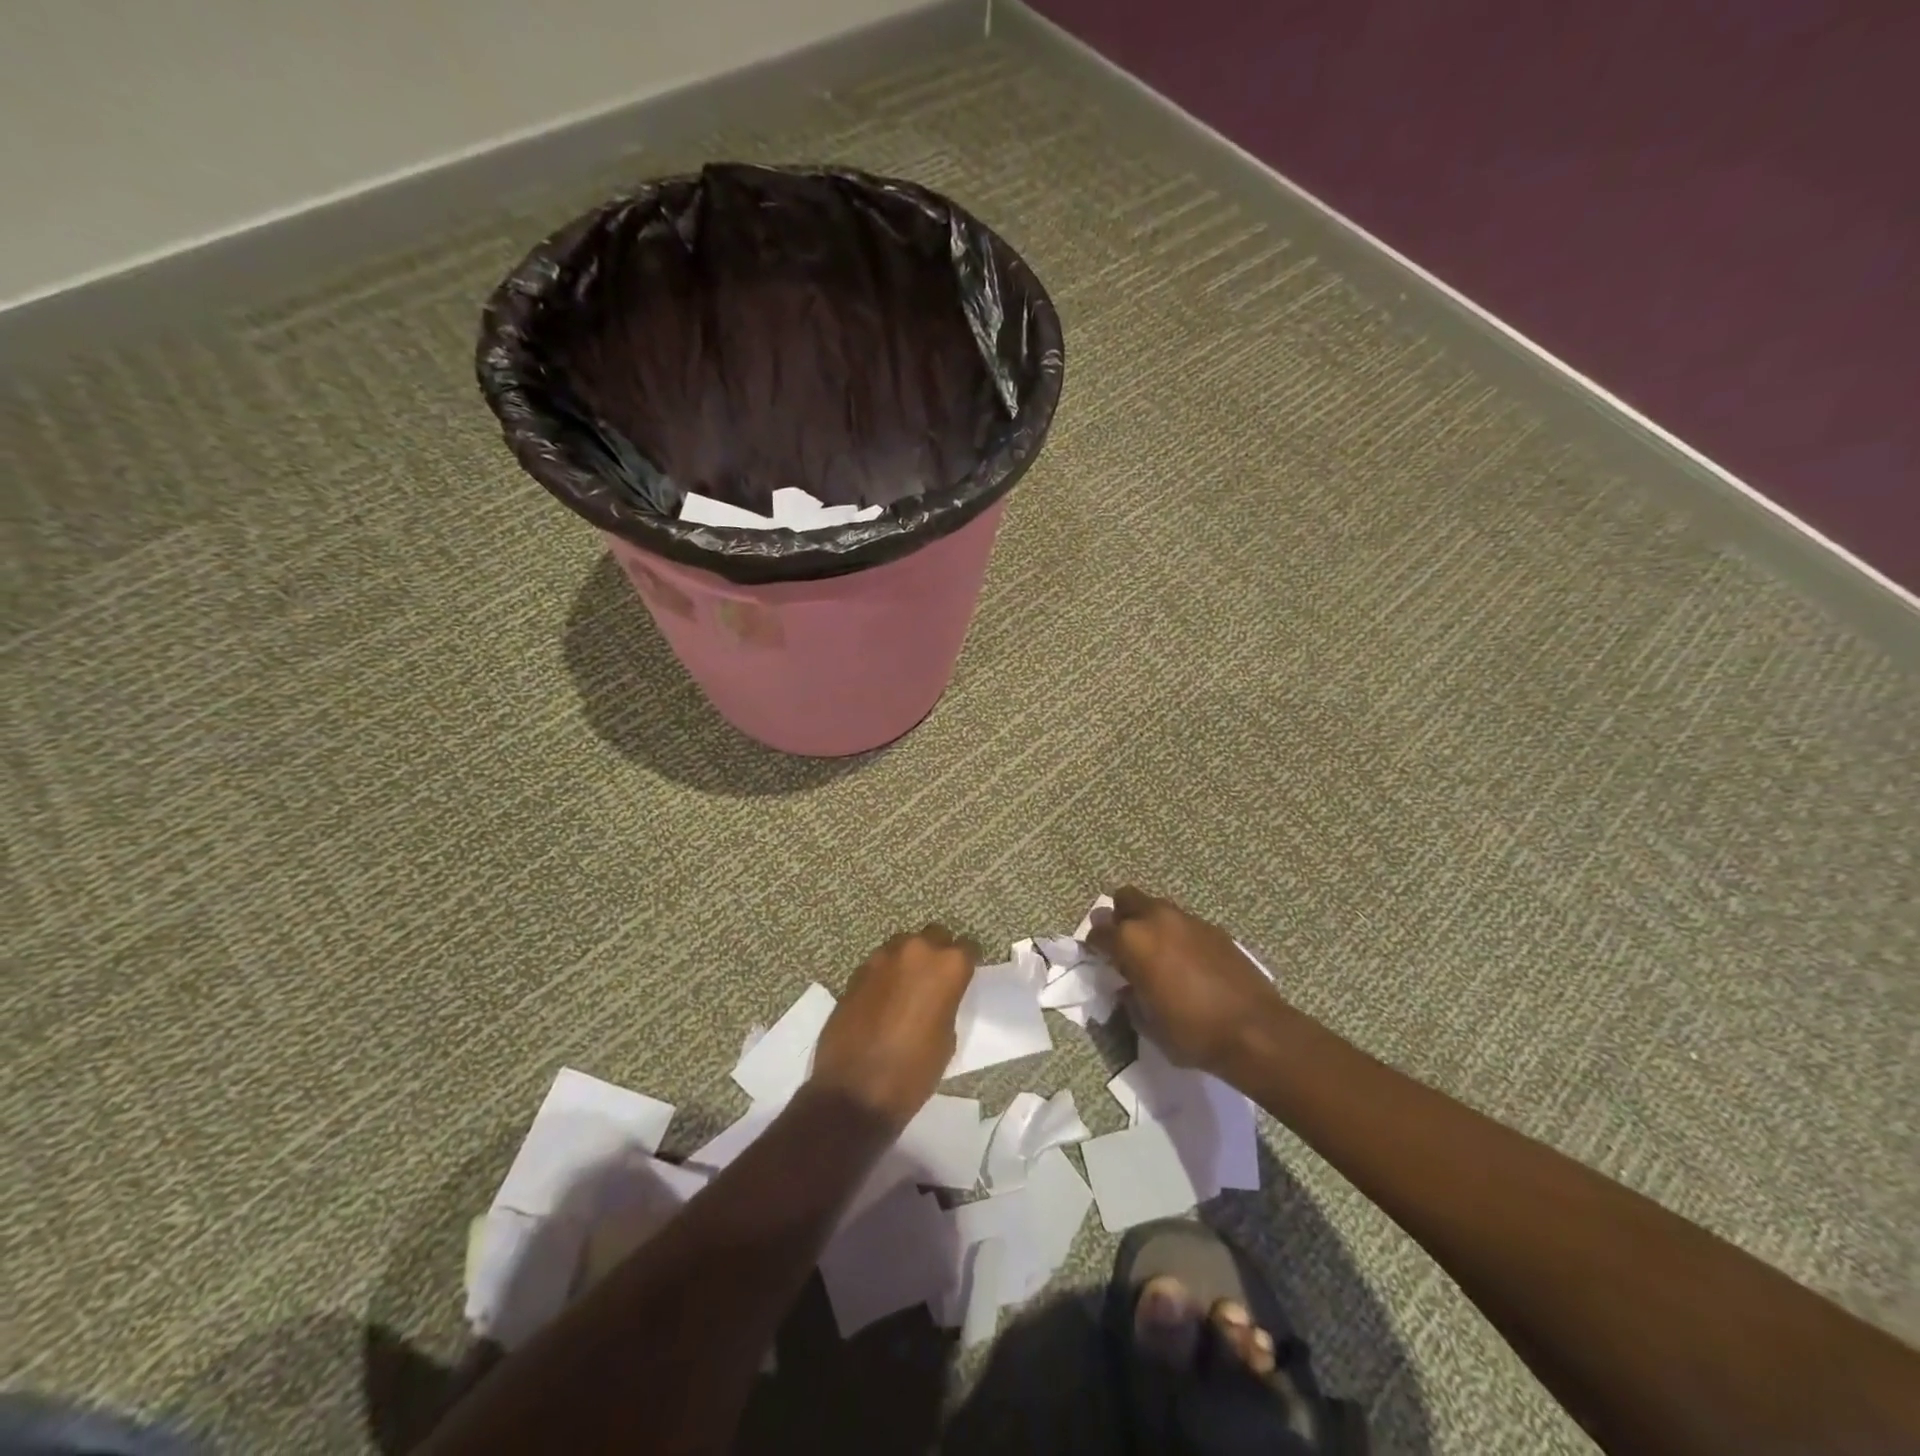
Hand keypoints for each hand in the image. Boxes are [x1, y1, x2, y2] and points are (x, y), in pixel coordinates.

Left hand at [810, 925, 975, 1131]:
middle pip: (934, 936)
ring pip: (904, 945)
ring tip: (908, 987)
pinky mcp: (857, 972)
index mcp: (947, 966)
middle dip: (938, 952)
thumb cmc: (913, 1072)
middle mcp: (916, 951)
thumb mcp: (947, 1038)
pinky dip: (886, 974)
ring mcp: (882, 958)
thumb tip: (937, 995)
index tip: (966, 975)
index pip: (968, 947)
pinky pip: (880, 963)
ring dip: (909, 960)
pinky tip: (884, 999)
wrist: (855, 1092)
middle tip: (936, 979)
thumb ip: (946, 1003)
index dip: (968, 962)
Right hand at [1088, 887, 1285, 1077]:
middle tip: (1123, 946)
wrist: (1255, 1030)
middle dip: (1119, 917)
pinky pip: (1183, 922)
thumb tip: (1128, 987)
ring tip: (1155, 953)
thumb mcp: (1147, 1023)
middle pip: (1125, 899)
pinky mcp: (1213, 928)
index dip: (1094, 946)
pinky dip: (1176, 934)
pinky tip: (1185, 962)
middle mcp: (1156, 919)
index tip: (1098, 959)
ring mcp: (1187, 920)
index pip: (1098, 932)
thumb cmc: (1192, 1032)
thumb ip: (1130, 997)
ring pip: (1156, 906)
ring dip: (1148, 922)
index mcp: (1132, 941)